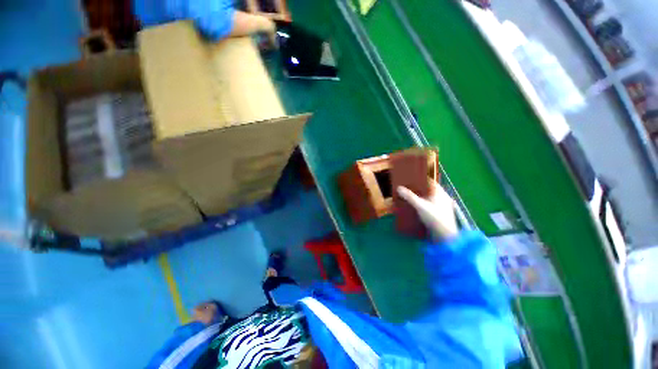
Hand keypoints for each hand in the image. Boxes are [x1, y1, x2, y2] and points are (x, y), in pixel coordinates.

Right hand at [397, 182, 458, 240]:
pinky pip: (429, 205)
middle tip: (406, 188)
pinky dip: (421, 204)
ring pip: (428, 198)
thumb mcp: (420, 206)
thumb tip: (399, 188)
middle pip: (428, 190)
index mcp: (440, 192)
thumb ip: (409, 196)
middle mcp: (442, 198)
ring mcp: (441, 206)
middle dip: (417, 189)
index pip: (430, 181)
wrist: (445, 236)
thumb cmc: (435, 218)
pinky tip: (414, 207)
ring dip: (419, 197)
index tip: (410, 179)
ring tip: (408, 197)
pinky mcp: (439, 214)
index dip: (420, 179)